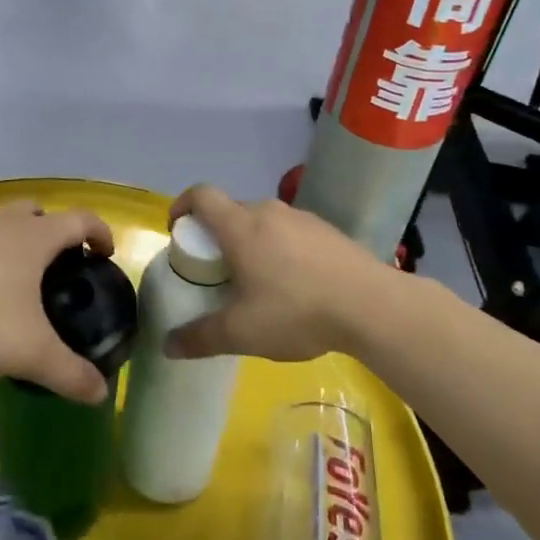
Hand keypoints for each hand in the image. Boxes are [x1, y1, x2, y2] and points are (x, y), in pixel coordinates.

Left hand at [0, 202, 113, 402]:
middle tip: (59, 266)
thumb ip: (69, 372)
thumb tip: (101, 394)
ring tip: (17, 280)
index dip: (100, 232)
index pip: (81, 219)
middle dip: (54, 232)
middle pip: (39, 212)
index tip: (106, 253)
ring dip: (16, 241)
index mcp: (35, 236)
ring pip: (3, 223)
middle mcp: (4, 222)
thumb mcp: (31, 352)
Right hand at [163, 184, 397, 362]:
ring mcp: (301, 218)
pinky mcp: (327, 230)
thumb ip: (201, 337)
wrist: (371, 305)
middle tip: (214, 270)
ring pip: (262, 221)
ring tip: (255, 281)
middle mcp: (268, 212)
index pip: (201, 195)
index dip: (182, 206)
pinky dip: (279, 249)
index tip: (177, 231)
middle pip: (231, 210)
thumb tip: (168, 345)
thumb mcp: (242, 333)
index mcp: (241, 227)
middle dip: (216, 235)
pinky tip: (294, 285)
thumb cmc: (296, 311)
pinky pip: (290, 232)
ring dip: (250, 242)